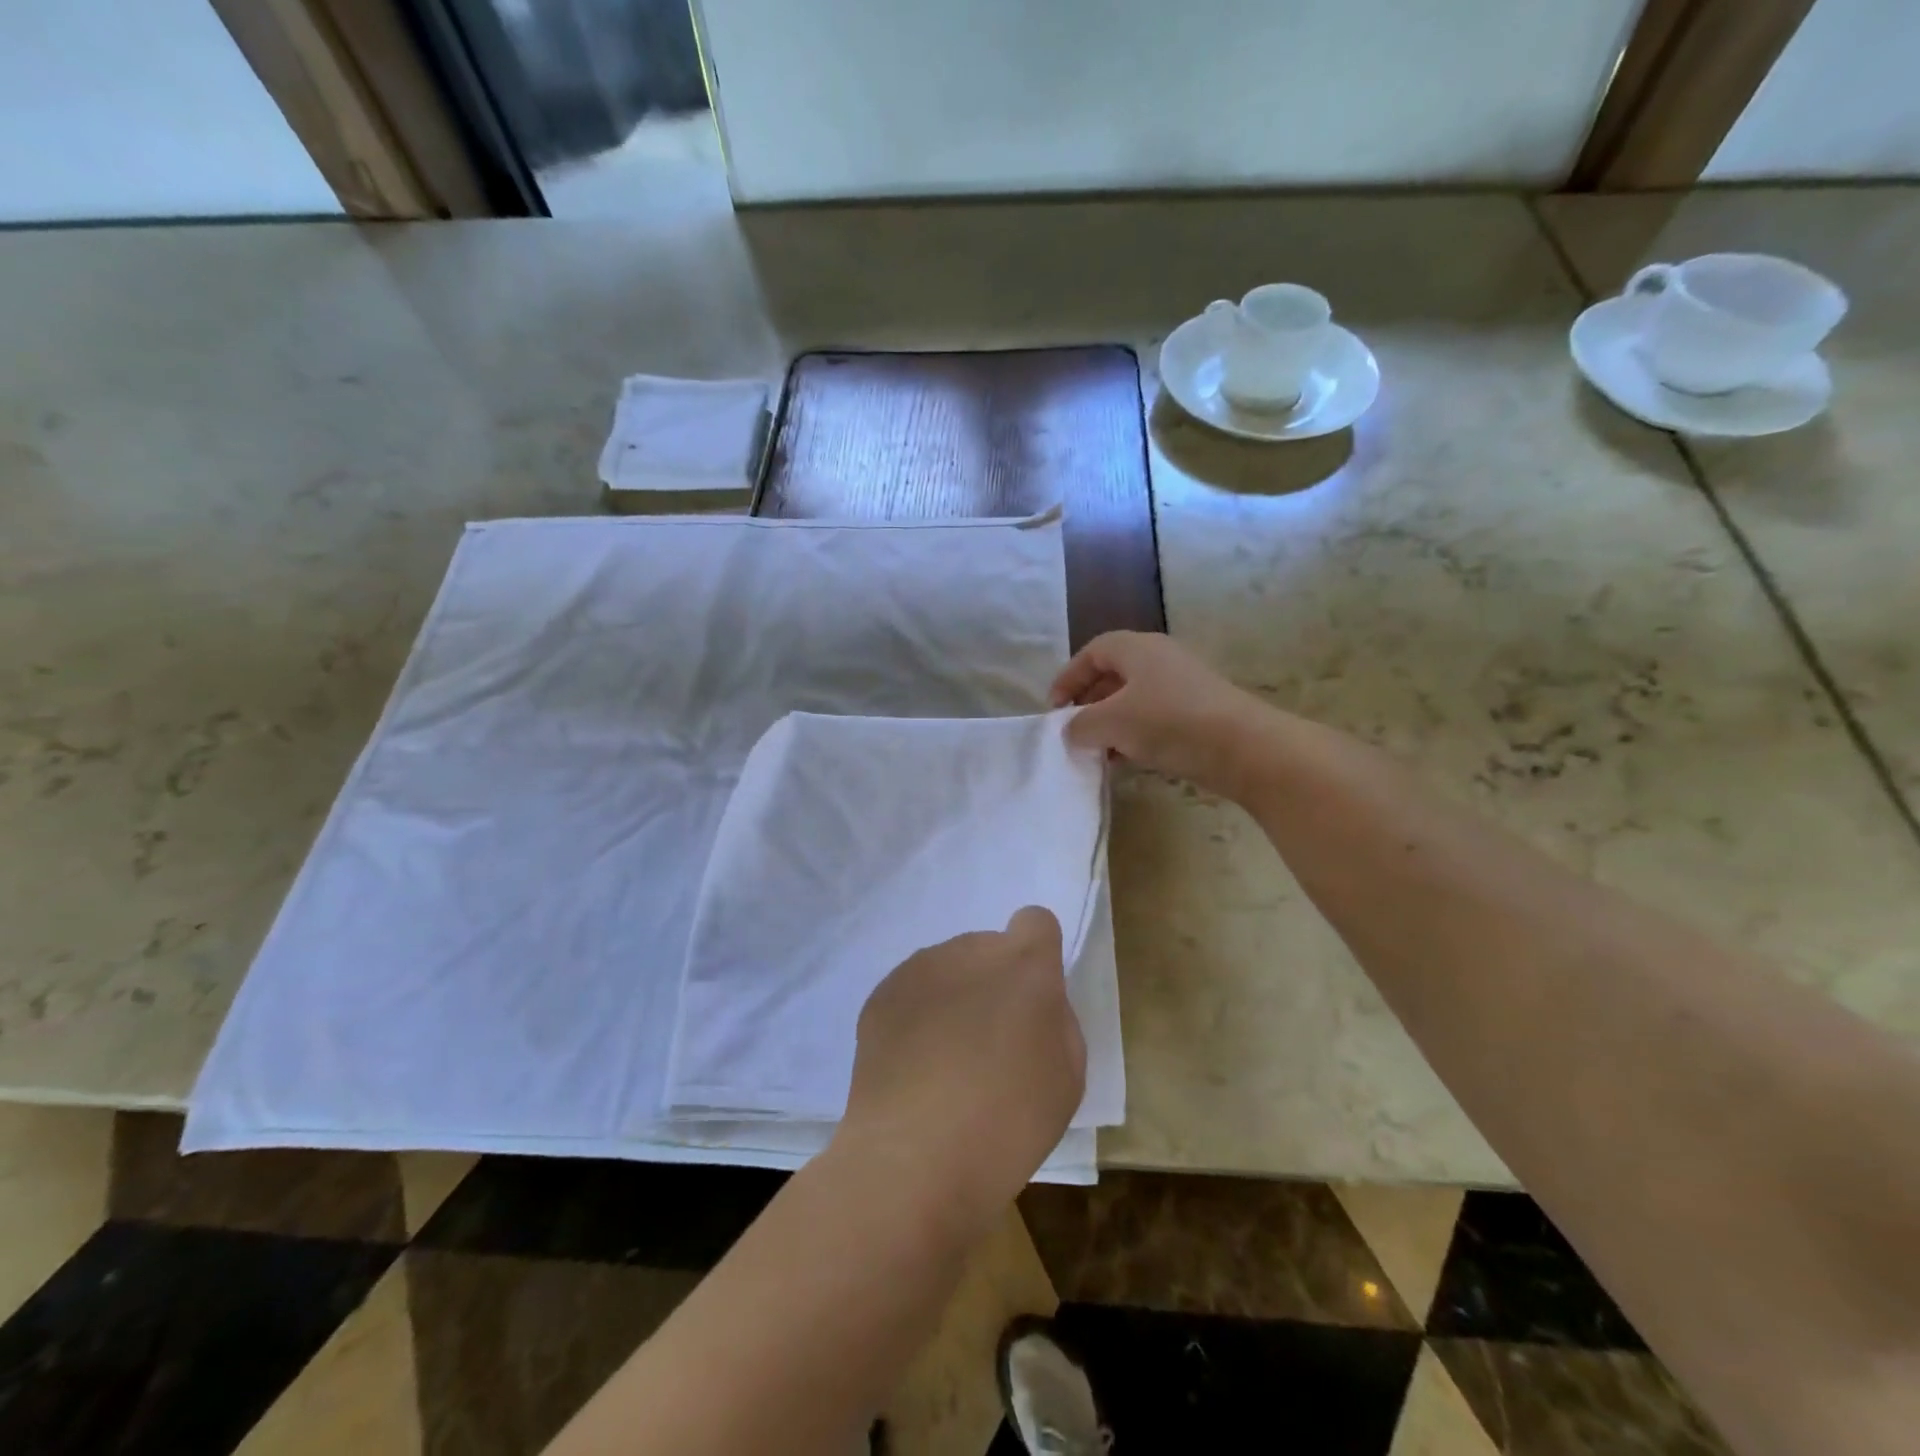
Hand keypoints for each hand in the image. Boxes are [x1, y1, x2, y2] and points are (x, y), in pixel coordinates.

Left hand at [838, 907, 1084, 1233]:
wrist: (913, 1160)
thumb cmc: (1008, 1124)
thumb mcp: (1067, 1077)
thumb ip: (1055, 1021)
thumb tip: (1031, 1005)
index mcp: (1024, 966)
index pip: (1036, 922)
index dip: (1038, 954)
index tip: (1031, 999)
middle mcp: (969, 951)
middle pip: (988, 949)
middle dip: (993, 983)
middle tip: (989, 1044)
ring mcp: (919, 969)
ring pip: (948, 969)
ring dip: (954, 998)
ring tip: (946, 1063)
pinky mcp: (881, 995)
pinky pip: (912, 992)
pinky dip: (917, 1017)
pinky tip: (914, 1069)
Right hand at [1051, 631, 1269, 796]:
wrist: (1243, 747)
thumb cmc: (1168, 722)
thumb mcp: (1111, 722)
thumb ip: (1080, 724)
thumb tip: (1070, 729)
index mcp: (1137, 648)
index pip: (1092, 652)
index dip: (1068, 677)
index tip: (1054, 709)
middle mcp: (1160, 659)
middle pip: (1113, 674)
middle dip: (1088, 703)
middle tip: (1073, 730)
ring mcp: (1183, 685)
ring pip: (1133, 699)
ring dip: (1110, 723)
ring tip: (1096, 751)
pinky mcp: (1198, 712)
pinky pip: (1154, 718)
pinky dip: (1134, 735)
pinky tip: (1127, 761)